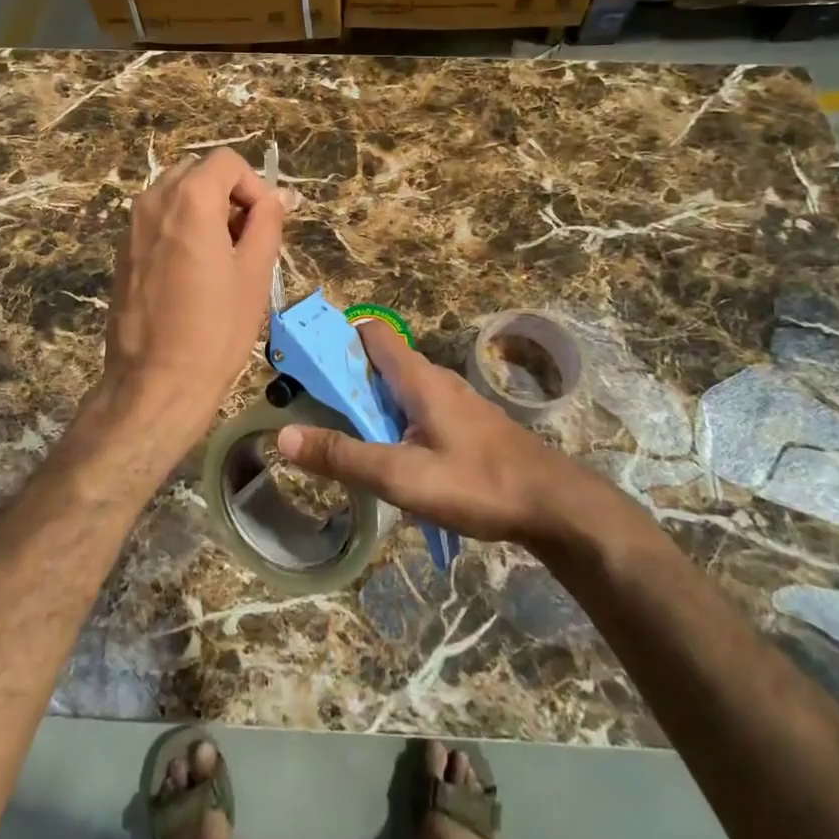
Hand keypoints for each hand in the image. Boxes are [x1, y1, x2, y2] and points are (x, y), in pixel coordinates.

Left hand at [96, 147, 283, 445]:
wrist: (156, 383)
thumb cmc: (215, 329)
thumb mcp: (255, 272)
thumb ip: (267, 222)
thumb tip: (276, 197)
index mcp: (189, 200)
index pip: (227, 162)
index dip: (253, 186)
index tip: (263, 225)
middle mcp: (153, 201)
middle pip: (199, 172)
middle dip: (228, 195)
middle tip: (247, 240)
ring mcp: (131, 226)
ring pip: (177, 195)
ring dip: (205, 211)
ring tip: (223, 259)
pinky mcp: (122, 251)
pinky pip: (159, 220)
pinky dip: (182, 228)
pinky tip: (194, 273)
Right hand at [276, 321, 580, 544]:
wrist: (554, 505)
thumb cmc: (478, 483)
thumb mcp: (402, 476)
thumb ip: (344, 457)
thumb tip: (284, 436)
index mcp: (418, 378)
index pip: (371, 333)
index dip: (336, 339)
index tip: (305, 363)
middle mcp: (435, 380)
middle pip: (380, 364)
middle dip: (345, 381)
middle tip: (312, 412)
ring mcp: (454, 403)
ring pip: (398, 391)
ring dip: (368, 407)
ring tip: (343, 441)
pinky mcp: (466, 426)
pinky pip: (417, 411)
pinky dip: (393, 424)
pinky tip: (390, 461)